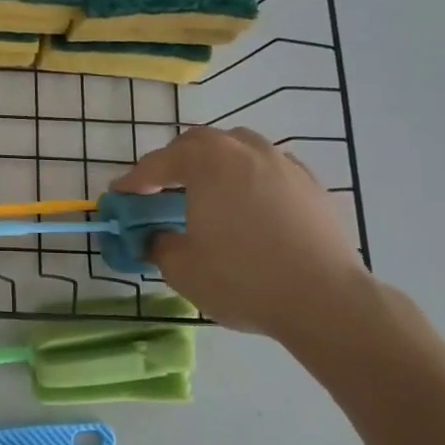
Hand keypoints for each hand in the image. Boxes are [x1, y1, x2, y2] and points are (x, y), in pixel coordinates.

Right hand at [113, 127, 369, 341]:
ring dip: (215, 164)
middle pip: (199, 143)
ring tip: (208, 192)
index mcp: (207, 162)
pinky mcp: (312, 185)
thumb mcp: (181, 267)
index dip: (133, 181)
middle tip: (161, 191)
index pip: (158, 163)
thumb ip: (158, 244)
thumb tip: (156, 236)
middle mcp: (245, 150)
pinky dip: (250, 179)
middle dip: (174, 163)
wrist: (325, 300)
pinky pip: (269, 169)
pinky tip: (249, 206)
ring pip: (239, 149)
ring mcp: (283, 163)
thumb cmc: (242, 278)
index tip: (119, 196)